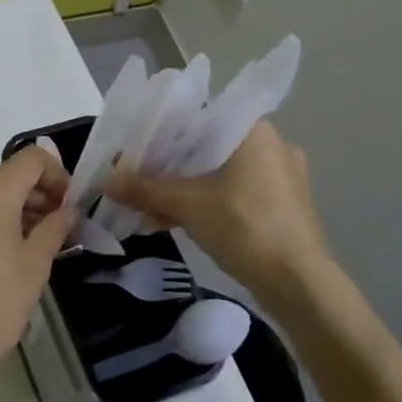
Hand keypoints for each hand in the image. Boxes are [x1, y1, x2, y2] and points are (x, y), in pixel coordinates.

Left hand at [0, 144, 73, 387]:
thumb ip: (55, 226)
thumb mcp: (36, 263)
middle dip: (38, 193)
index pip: (32, 159)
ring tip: (37, 241)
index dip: (58, 175)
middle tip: (60, 226)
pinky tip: (7, 251)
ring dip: (16, 207)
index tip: (70, 205)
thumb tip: (67, 210)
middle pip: (9, 175)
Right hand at [102, 120, 333, 301]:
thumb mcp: (186, 204)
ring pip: (217, 175)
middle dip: (167, 168)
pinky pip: (232, 196)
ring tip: (147, 211)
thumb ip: (144, 189)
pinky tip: (173, 224)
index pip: (197, 117)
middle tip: (136, 180)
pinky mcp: (280, 208)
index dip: (161, 132)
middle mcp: (270, 146)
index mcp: (253, 130)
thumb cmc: (244, 226)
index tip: (134, 149)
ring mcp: (279, 178)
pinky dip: (204, 206)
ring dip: (182, 191)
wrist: (298, 283)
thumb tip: (103, 180)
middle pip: (205, 148)